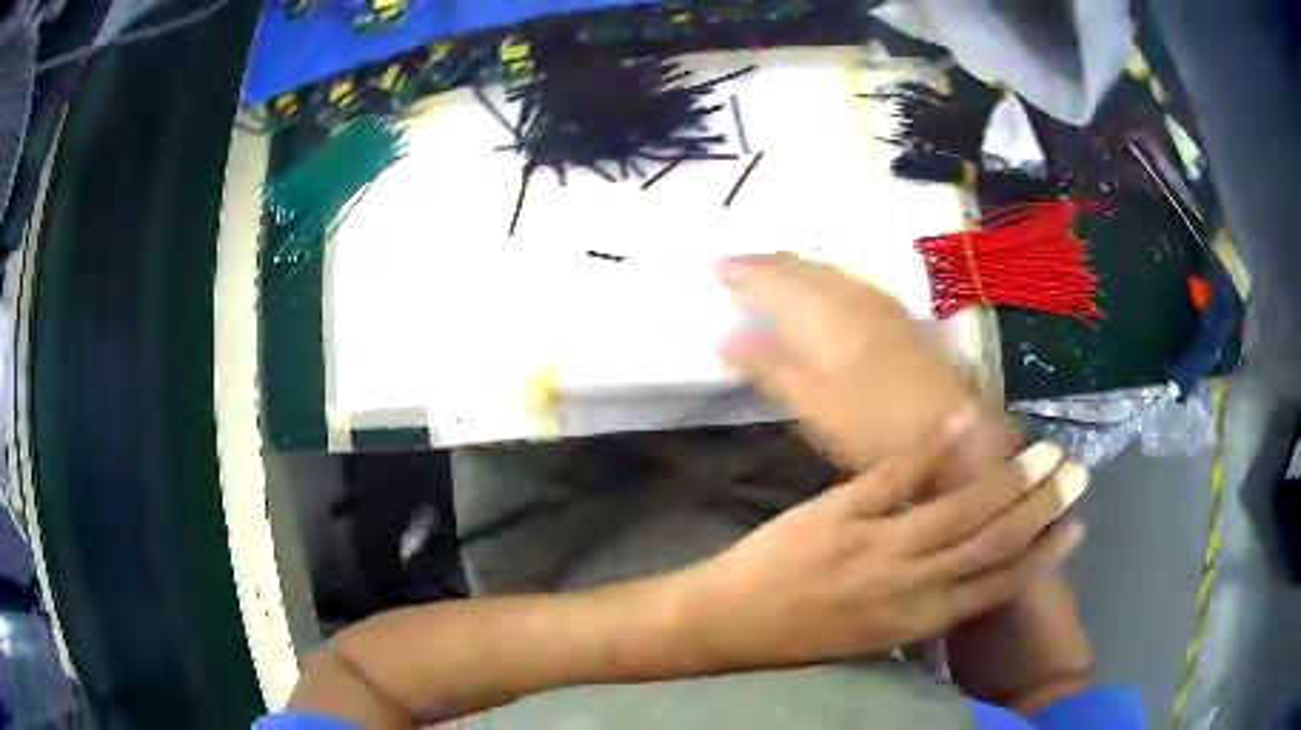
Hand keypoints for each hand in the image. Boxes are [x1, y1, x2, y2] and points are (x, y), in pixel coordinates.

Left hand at [681, 419, 1087, 668]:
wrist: (730, 623)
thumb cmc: (804, 636)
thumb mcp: (874, 637)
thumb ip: (923, 608)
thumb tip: (969, 574)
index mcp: (917, 621)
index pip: (997, 586)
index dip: (1042, 556)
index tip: (1075, 527)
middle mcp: (909, 586)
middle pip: (992, 543)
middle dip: (1041, 508)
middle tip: (1076, 473)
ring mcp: (877, 545)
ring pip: (959, 508)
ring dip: (1007, 478)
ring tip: (1044, 451)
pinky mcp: (841, 511)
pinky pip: (898, 474)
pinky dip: (935, 447)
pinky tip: (967, 420)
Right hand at [717, 253, 1007, 474]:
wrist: (955, 435)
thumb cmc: (877, 429)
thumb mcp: (814, 407)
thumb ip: (770, 368)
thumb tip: (724, 337)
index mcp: (826, 315)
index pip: (775, 279)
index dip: (744, 270)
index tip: (715, 266)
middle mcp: (852, 297)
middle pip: (803, 267)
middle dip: (767, 263)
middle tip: (737, 264)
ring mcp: (881, 305)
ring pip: (829, 271)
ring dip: (796, 267)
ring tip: (772, 271)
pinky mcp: (900, 318)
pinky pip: (850, 282)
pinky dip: (825, 278)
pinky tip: (827, 289)